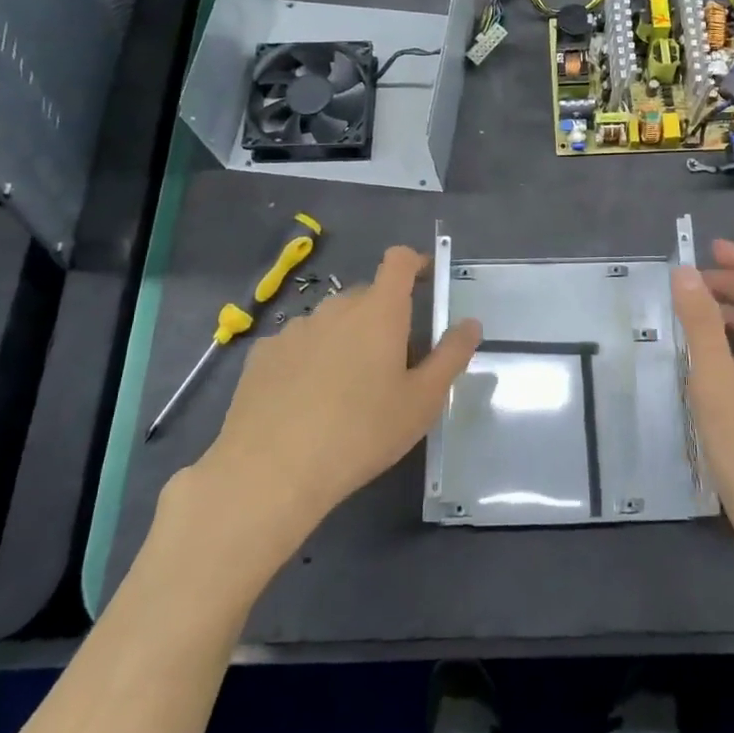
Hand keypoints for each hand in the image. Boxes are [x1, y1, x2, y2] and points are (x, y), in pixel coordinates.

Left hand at [168, 246, 481, 585]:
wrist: (270, 471)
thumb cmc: (361, 433)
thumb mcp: (422, 402)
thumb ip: (451, 356)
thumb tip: (470, 323)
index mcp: (379, 312)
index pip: (398, 261)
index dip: (415, 262)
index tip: (426, 280)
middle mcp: (336, 308)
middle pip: (367, 296)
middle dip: (383, 316)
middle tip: (392, 362)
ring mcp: (294, 329)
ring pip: (331, 321)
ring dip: (345, 339)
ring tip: (345, 389)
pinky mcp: (262, 354)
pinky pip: (298, 344)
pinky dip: (309, 359)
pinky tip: (305, 401)